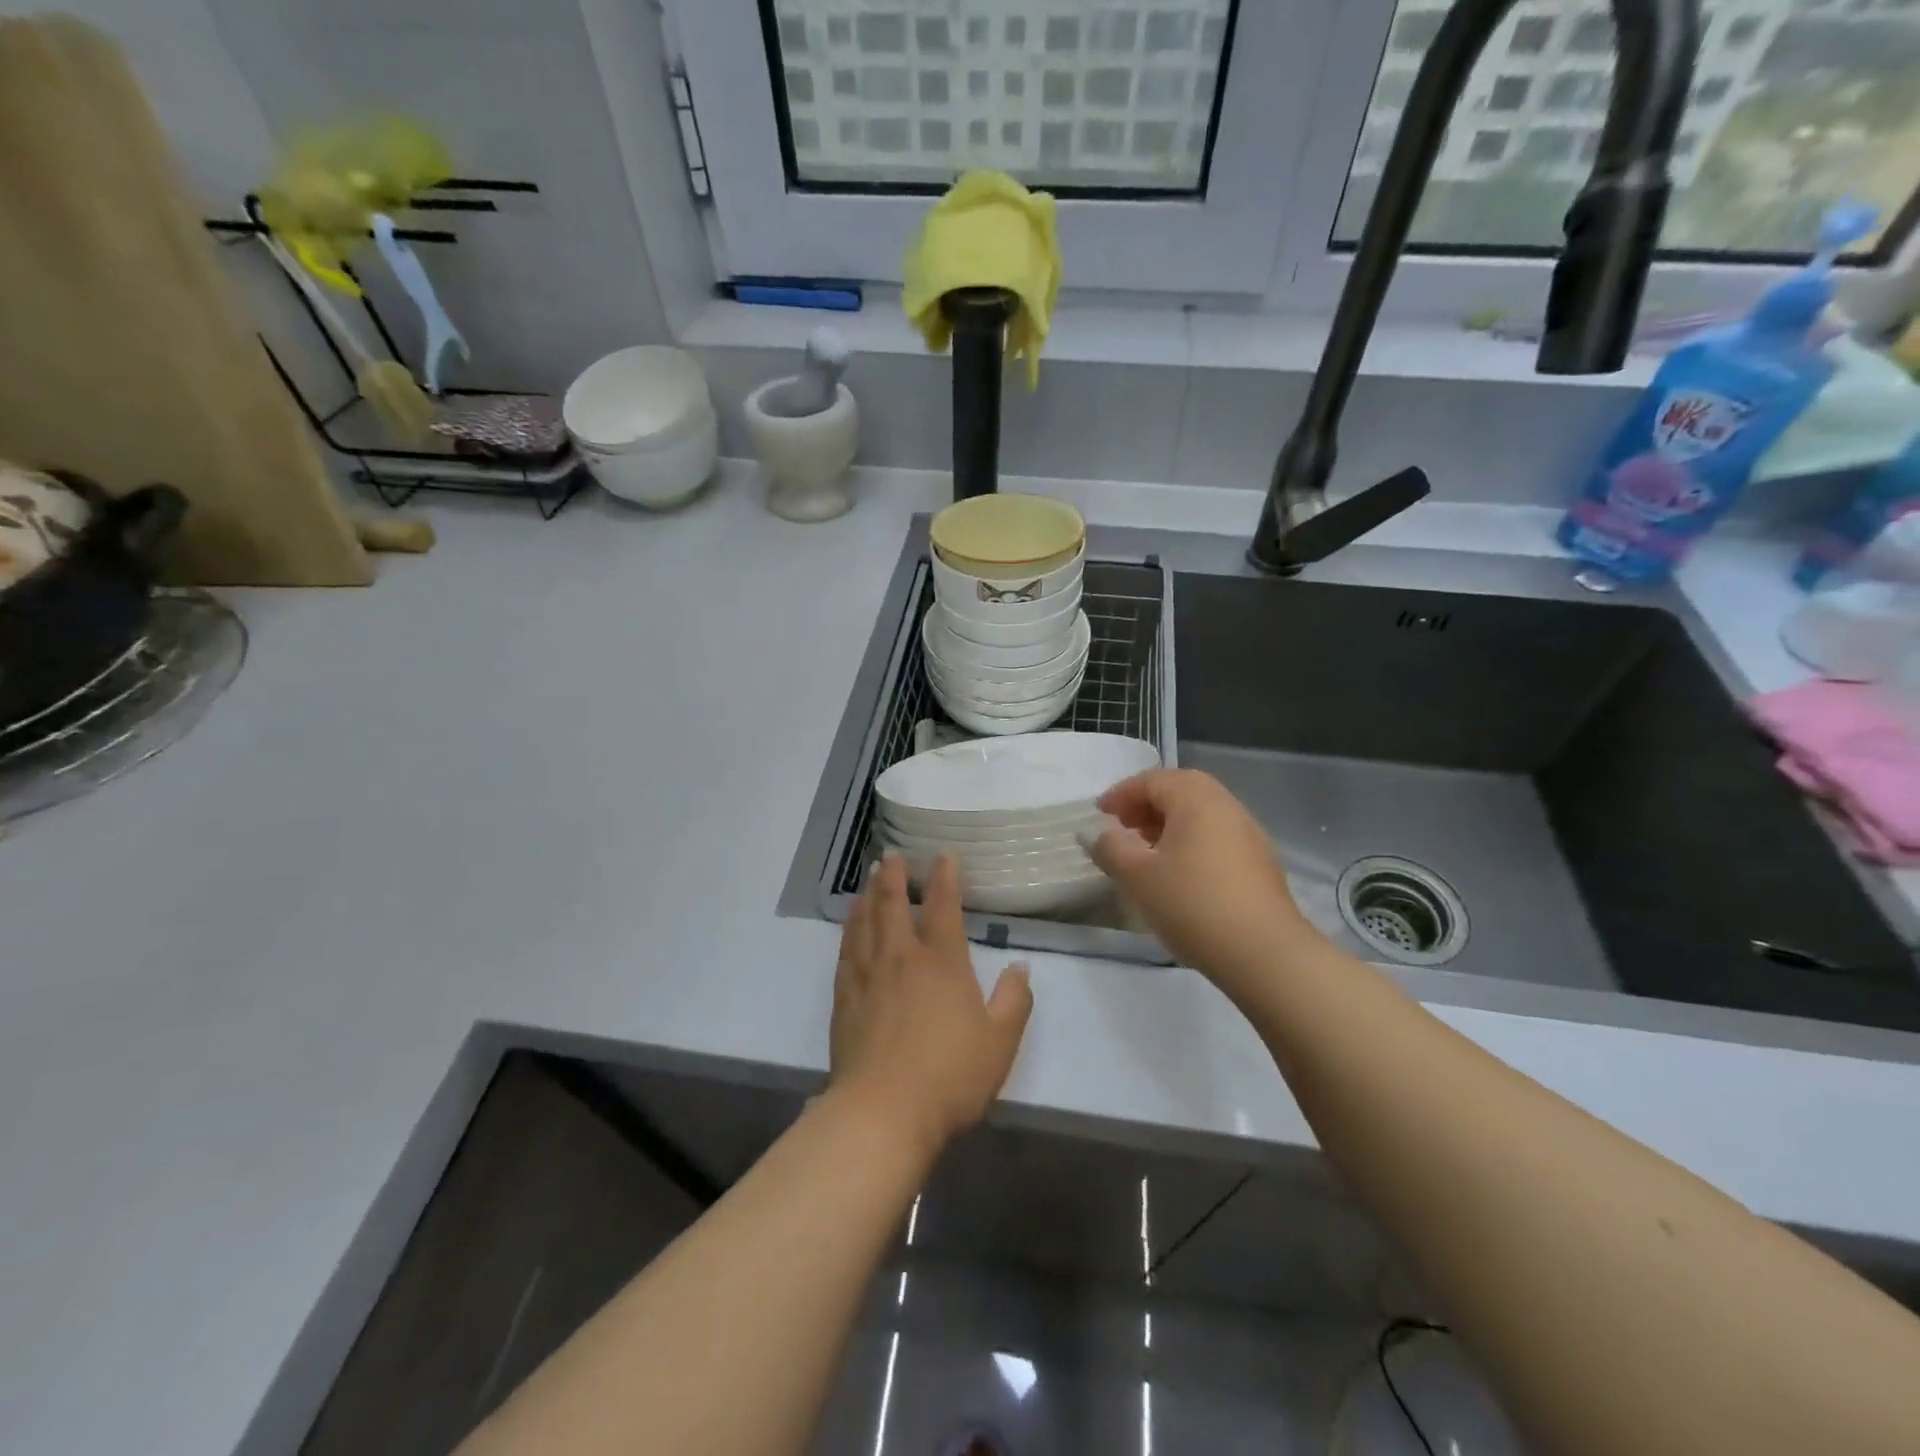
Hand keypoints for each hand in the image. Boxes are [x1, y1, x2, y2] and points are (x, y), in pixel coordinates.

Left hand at [830, 855, 1032, 1156]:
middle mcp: (901, 957)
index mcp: (942, 962)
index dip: (945, 877)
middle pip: (894, 903)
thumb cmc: (949, 1076)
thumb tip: (1020, 967)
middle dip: (895, 875)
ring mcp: (868, 975)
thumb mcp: (1000, 1041)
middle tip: (892, 855)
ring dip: (868, 895)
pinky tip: (850, 924)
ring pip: (865, 921)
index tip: (943, 855)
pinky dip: (849, 928)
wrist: (883, 1112)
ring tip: (870, 879)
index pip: (944, 906)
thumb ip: (1014, 1000)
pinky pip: (846, 950)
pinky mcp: (845, 998)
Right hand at [1090, 768, 1317, 998]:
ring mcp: (1249, 833)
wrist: (1264, 953)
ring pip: (1200, 815)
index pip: (1152, 780)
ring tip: (1146, 853)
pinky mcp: (1260, 862)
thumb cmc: (1192, 904)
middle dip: (1146, 805)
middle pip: (1180, 791)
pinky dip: (1190, 842)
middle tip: (1123, 828)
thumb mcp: (1137, 876)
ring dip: (1169, 824)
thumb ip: (1111, 848)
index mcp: (1196, 798)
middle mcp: (1226, 805)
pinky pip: (1216, 836)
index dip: (1121, 794)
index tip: (1099, 815)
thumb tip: (1098, 833)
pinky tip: (1178, 874)